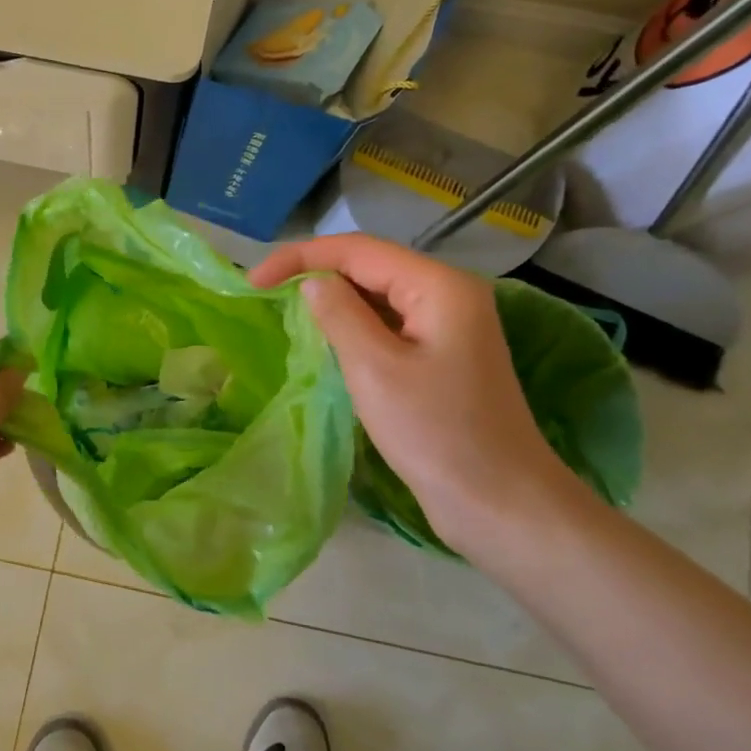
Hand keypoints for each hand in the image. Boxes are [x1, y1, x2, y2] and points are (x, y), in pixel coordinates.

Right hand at [250, 236, 583, 555]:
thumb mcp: (374, 369)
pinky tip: (328, 342)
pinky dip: (355, 327)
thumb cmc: (435, 432)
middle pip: (371, 267)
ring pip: (380, 297)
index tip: (252, 281)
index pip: (358, 250)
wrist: (497, 500)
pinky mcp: (444, 357)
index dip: (301, 257)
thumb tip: (312, 283)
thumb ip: (339, 315)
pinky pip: (390, 326)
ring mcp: (450, 327)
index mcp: (438, 286)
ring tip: (286, 313)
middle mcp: (449, 294)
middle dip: (316, 274)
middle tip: (264, 296)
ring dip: (334, 301)